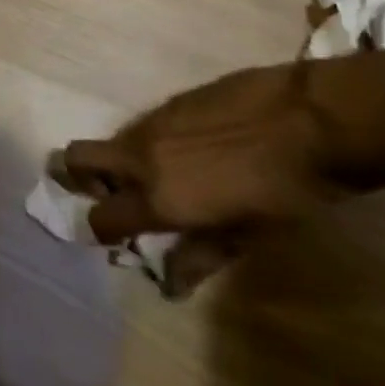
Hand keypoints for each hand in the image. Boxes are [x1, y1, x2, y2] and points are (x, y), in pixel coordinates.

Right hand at [61, 63, 346, 292]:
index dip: (100, 231)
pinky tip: (192, 150)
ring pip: (112, 141)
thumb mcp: (247, 236)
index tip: (113, 237)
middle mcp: (141, 156)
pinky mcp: (171, 100)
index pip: (100, 218)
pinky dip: (151, 142)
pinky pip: (143, 125)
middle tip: (105, 192)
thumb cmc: (285, 192)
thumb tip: (170, 285)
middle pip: (75, 158)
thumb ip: (200, 257)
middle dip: (75, 176)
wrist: (309, 120)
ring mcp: (152, 121)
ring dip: (120, 161)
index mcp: (158, 197)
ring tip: (163, 177)